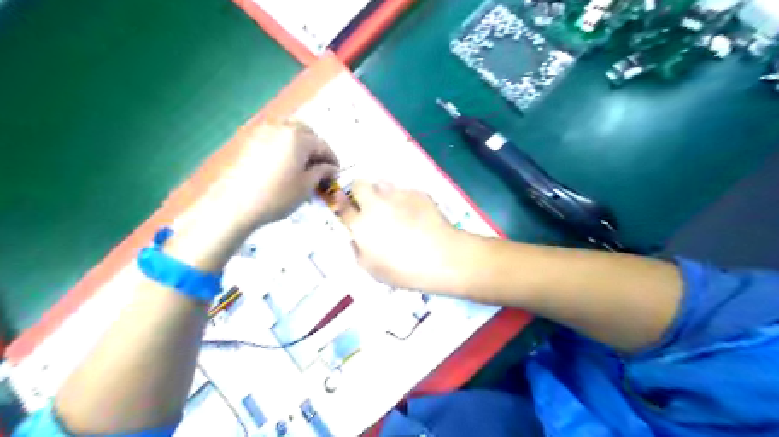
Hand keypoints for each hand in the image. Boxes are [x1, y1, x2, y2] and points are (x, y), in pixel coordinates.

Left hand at [212, 119, 340, 227]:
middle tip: (320, 165)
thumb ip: (322, 172)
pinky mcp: (250, 141)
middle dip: (316, 147)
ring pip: (289, 131)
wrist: (236, 204)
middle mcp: (281, 128)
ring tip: (303, 163)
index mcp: (298, 137)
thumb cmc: (277, 195)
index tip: (336, 172)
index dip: (332, 159)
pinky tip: (285, 162)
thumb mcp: (306, 186)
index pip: (322, 145)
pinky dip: (284, 145)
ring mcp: (263, 132)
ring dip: (300, 143)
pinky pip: (274, 137)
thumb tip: (332, 168)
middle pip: (305, 132)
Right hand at [338, 179, 463, 291]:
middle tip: (368, 202)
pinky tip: (416, 212)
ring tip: (394, 206)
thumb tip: (355, 239)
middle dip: (360, 191)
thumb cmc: (404, 270)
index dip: (341, 202)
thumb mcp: (373, 270)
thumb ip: (358, 251)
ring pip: (382, 183)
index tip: (342, 199)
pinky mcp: (417, 192)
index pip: (343, 207)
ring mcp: (397, 196)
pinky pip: (404, 190)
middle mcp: (375, 205)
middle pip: (359, 185)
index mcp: (361, 225)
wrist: (442, 257)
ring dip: (382, 192)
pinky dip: (405, 199)